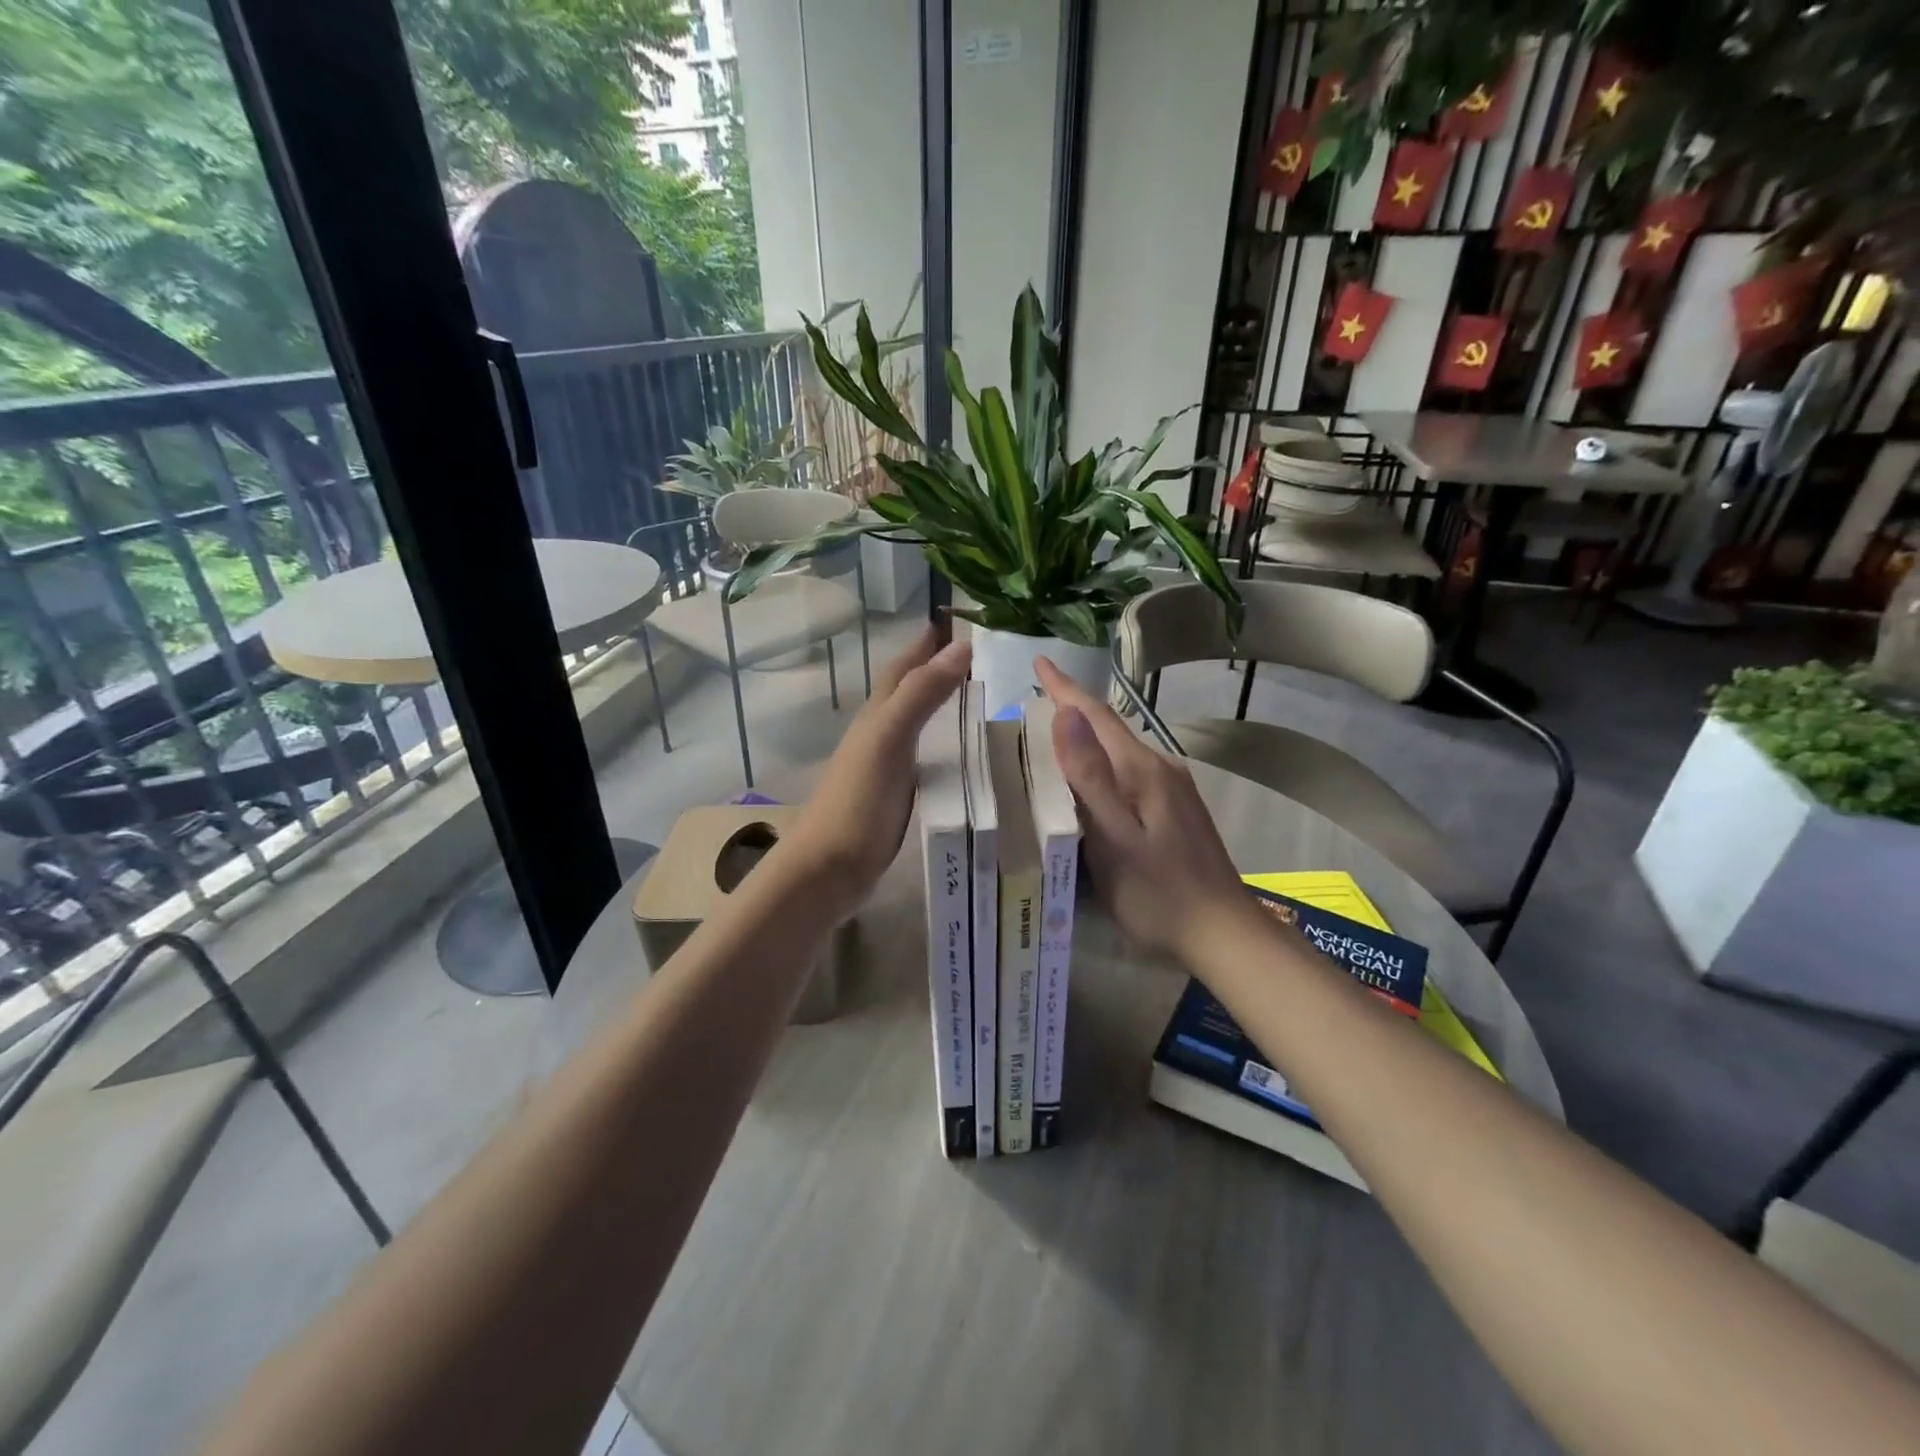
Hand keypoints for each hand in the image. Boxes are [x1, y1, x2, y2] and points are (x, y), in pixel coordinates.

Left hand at [784, 629, 970, 918]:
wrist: (829, 869)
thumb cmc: (857, 802)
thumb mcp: (889, 740)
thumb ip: (921, 695)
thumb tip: (961, 645)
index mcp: (877, 715)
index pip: (904, 667)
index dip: (926, 641)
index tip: (958, 618)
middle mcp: (880, 733)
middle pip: (908, 690)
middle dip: (936, 667)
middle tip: (979, 654)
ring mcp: (886, 765)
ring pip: (916, 721)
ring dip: (941, 703)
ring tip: (978, 695)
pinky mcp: (896, 795)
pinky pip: (925, 755)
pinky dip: (944, 742)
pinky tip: (962, 751)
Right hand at [1035, 656, 1251, 960]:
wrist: (1223, 935)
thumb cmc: (1159, 893)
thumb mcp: (1114, 839)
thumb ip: (1090, 777)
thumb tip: (1066, 714)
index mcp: (1143, 770)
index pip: (1096, 716)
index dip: (1065, 688)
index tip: (1039, 660)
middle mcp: (1161, 769)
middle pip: (1109, 730)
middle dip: (1073, 710)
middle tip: (1036, 698)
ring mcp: (1173, 791)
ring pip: (1120, 752)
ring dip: (1087, 738)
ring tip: (1052, 736)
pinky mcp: (1176, 811)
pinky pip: (1129, 773)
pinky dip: (1102, 765)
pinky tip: (1090, 781)